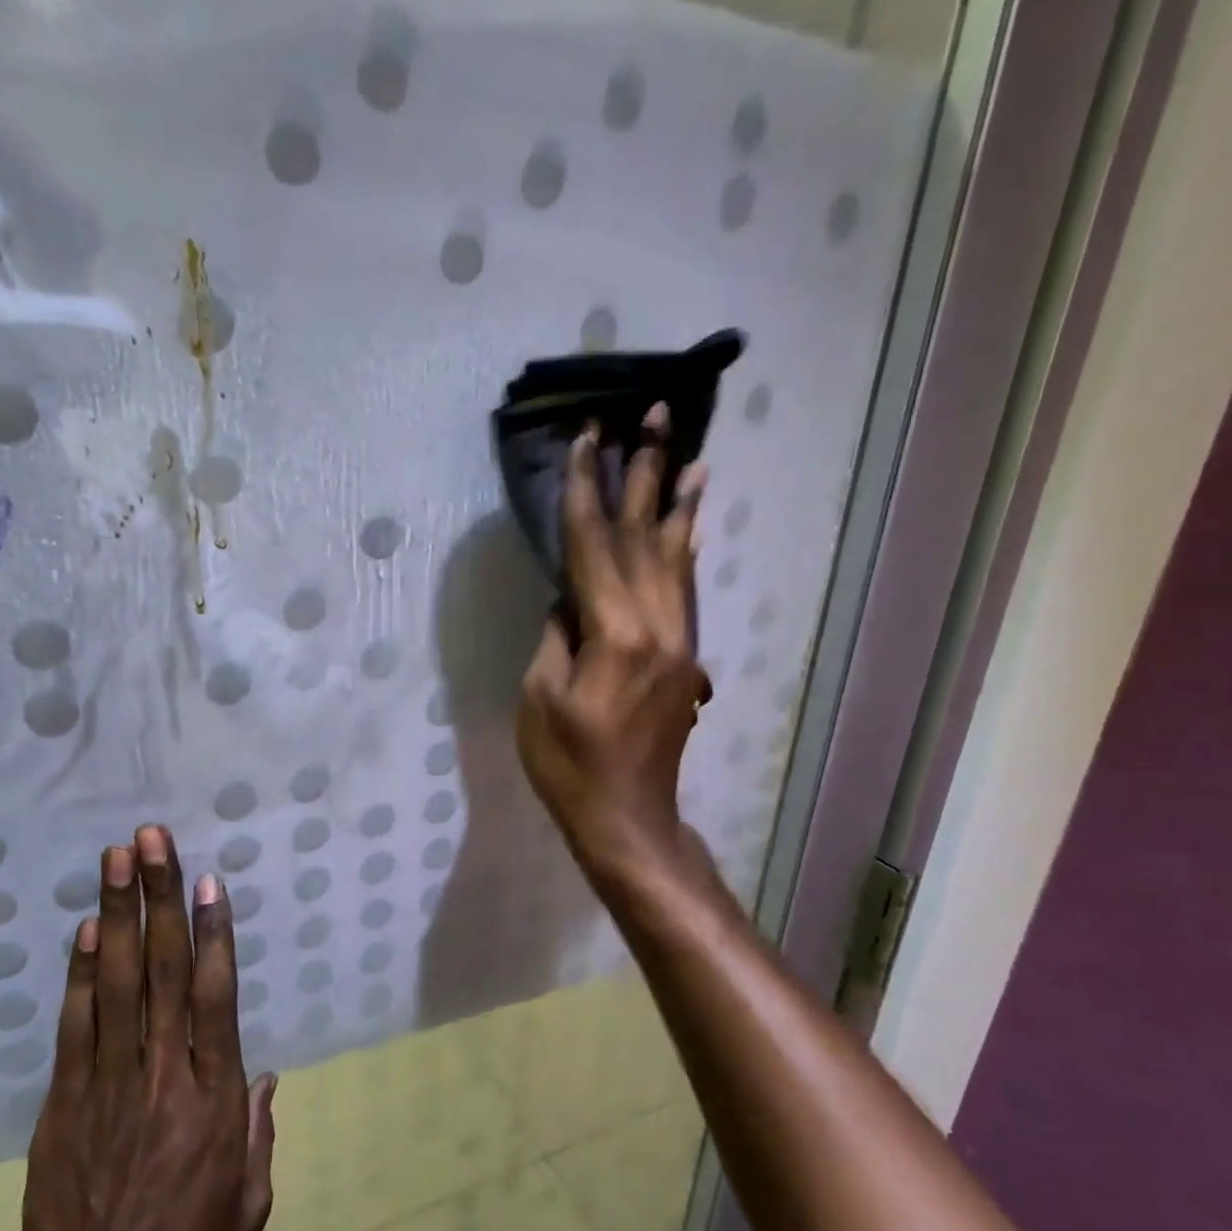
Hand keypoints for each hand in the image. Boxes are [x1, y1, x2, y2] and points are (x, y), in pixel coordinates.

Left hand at [0, 826, 276, 1230]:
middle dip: (159, 897)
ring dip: (116, 915)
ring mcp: (108, 1085)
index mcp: (214, 1096)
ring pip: (115, 984)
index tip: (208, 880)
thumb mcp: (249, 1202)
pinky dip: (78, 975)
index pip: (215, 995)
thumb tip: (267, 1075)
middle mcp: (163, 1075)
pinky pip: (75, 1027)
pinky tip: (82, 932)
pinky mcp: (64, 1104)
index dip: (212, 932)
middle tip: (154, 839)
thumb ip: (259, 1130)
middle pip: (161, 970)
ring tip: (117, 860)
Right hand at [517, 403, 711, 876]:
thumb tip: (569, 597)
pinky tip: (691, 526)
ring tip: (689, 454)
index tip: (588, 438)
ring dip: (679, 503)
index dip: (587, 490)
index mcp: (615, 634)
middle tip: (655, 414)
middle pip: (647, 537)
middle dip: (646, 473)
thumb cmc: (569, 764)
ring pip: (678, 558)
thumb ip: (557, 635)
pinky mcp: (685, 657)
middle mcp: (658, 626)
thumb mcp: (540, 698)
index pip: (595, 546)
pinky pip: (686, 590)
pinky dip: (688, 550)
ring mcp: (679, 641)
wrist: (627, 817)